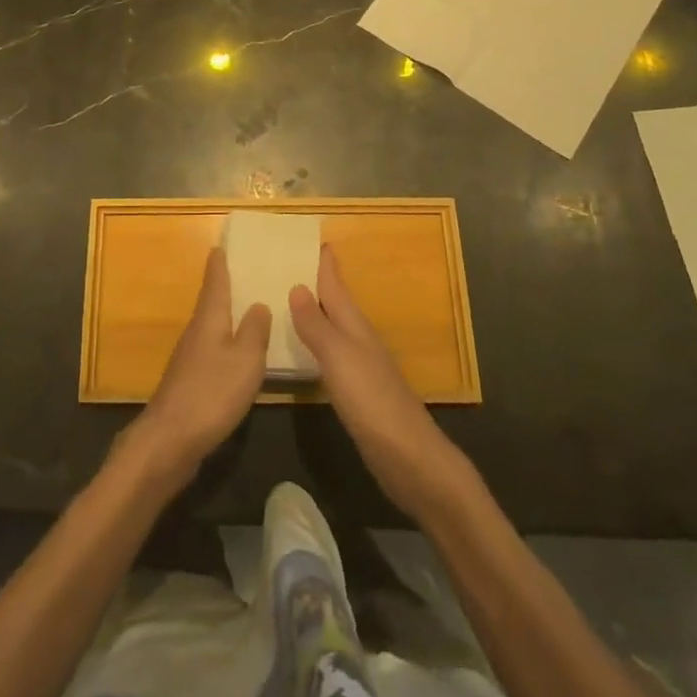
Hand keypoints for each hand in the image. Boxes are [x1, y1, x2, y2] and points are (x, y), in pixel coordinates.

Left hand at [125, 246, 270, 489]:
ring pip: (211, 327)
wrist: (170, 440)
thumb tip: (258, 303)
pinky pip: (210, 351)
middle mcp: (196, 332)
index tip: (221, 244)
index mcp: (209, 319)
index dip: (219, 263)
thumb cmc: (211, 393)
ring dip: (226, 316)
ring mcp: (189, 358)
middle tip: (243, 272)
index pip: (214, 282)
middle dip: (224, 287)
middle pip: (211, 302)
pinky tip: (236, 355)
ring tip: (246, 309)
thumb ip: (255, 330)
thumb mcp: (246, 360)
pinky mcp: (189, 383)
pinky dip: (224, 344)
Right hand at [289, 246, 461, 518]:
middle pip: (335, 303)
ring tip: (287, 300)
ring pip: (333, 328)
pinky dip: (316, 344)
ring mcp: (360, 366)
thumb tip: (296, 286)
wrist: (409, 458)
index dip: (325, 263)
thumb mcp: (339, 358)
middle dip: (316, 282)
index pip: (336, 284)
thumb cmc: (372, 401)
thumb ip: (316, 325)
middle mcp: (358, 339)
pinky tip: (304, 351)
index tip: (310, 238)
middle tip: (287, 264)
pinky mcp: (358, 393)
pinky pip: (331, 355)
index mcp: (354, 325)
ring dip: (314, 312)